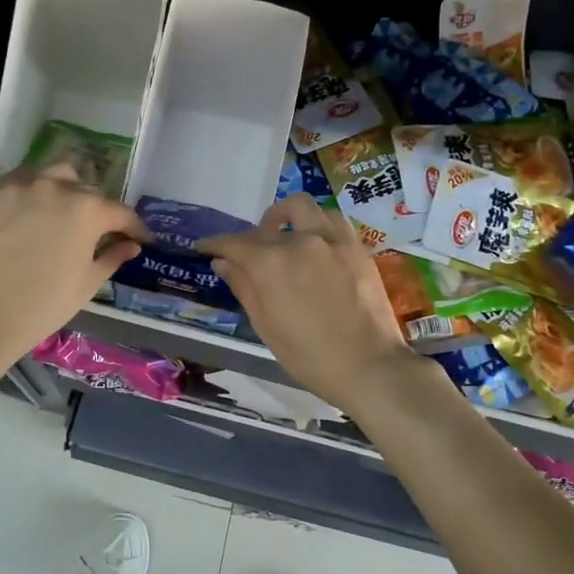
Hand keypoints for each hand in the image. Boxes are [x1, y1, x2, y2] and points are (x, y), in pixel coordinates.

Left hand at [0, 164, 146, 369]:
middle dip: (98, 209)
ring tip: (62, 211)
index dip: (134, 227)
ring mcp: (19, 186)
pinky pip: (19, 182)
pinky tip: (30, 213)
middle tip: (97, 230)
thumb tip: (130, 245)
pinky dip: (31, 192)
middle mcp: (56, 187)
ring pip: (53, 175)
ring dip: (65, 189)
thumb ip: (112, 257)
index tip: (140, 238)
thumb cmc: (44, 305)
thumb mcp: (87, 283)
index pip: (120, 212)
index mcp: (87, 209)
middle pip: (87, 189)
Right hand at [197, 196, 426, 409]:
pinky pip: (332, 220)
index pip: (235, 243)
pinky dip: (316, 224)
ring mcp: (333, 240)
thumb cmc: (309, 356)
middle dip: (252, 234)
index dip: (215, 243)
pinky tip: (315, 245)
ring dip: (286, 217)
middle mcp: (301, 241)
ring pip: (303, 208)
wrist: (368, 365)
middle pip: (268, 223)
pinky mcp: (356, 247)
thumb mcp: (266, 326)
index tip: (205, 247)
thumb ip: (243, 287)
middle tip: (249, 253)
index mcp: (272, 263)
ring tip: (284, 237)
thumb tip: (223, 262)